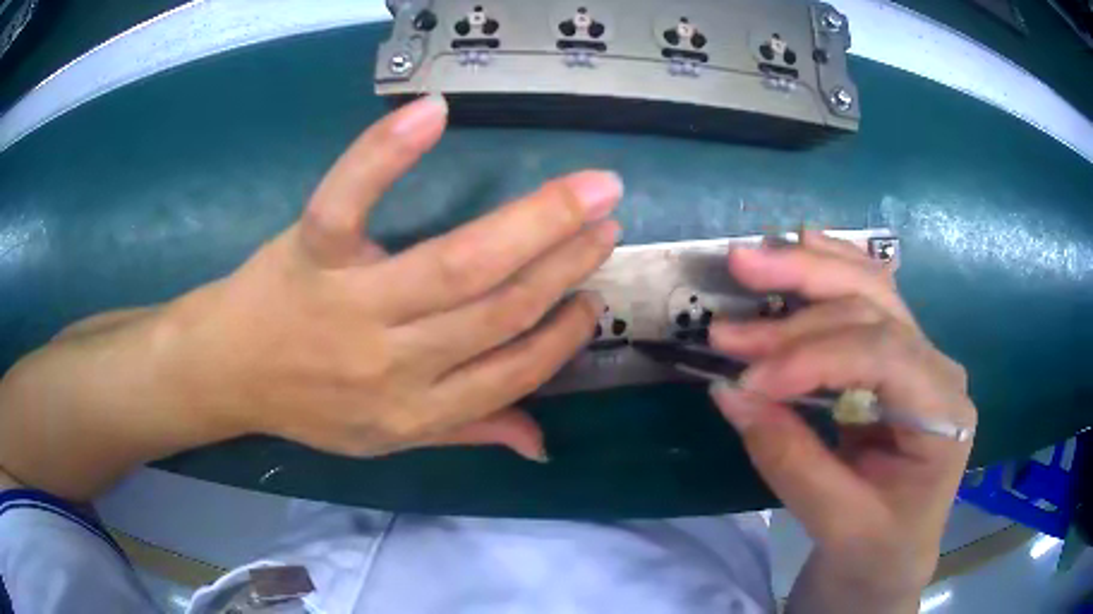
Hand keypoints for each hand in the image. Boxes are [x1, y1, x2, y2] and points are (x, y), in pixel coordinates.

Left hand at [159, 95, 622, 459]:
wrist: (229, 372)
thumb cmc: (308, 404)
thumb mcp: (387, 439)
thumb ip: (467, 432)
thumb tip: (542, 445)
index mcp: (415, 410)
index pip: (511, 370)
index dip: (561, 334)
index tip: (591, 297)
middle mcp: (393, 362)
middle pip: (496, 307)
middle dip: (565, 262)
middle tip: (608, 219)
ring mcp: (350, 302)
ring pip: (457, 261)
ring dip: (534, 221)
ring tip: (584, 191)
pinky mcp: (310, 251)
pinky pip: (350, 199)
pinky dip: (386, 153)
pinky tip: (433, 113)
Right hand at [707, 232, 975, 608]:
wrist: (890, 563)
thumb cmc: (877, 554)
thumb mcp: (837, 525)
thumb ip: (790, 459)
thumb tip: (730, 392)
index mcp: (944, 413)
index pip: (882, 355)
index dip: (811, 357)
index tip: (747, 380)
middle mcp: (937, 371)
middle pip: (876, 306)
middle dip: (805, 291)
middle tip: (740, 274)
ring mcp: (918, 360)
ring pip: (870, 291)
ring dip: (810, 270)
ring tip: (757, 258)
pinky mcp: (891, 363)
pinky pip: (864, 303)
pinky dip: (827, 274)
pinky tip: (801, 248)